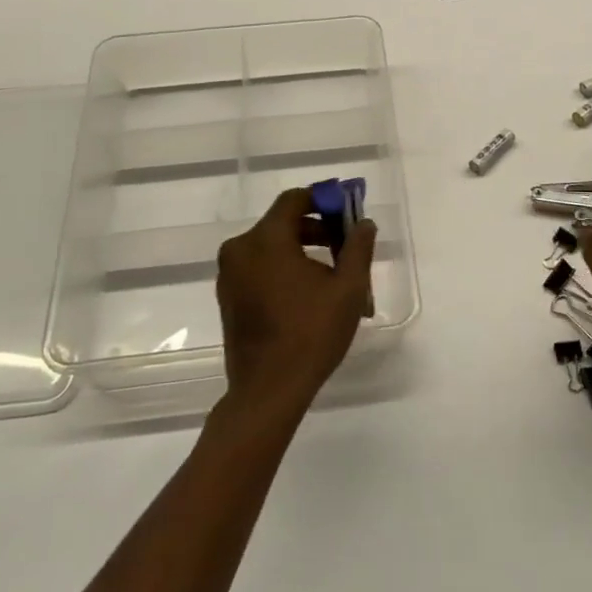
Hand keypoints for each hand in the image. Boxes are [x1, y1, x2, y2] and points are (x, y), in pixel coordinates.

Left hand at [215, 189, 376, 419]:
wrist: (268, 391)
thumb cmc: (311, 334)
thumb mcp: (348, 289)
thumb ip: (358, 248)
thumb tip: (364, 223)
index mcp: (265, 240)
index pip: (294, 199)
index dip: (323, 200)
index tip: (346, 213)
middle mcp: (240, 249)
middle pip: (283, 223)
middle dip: (317, 229)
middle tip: (346, 248)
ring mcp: (229, 274)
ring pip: (271, 246)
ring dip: (302, 251)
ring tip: (333, 276)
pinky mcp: (228, 296)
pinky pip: (259, 267)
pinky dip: (283, 268)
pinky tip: (308, 294)